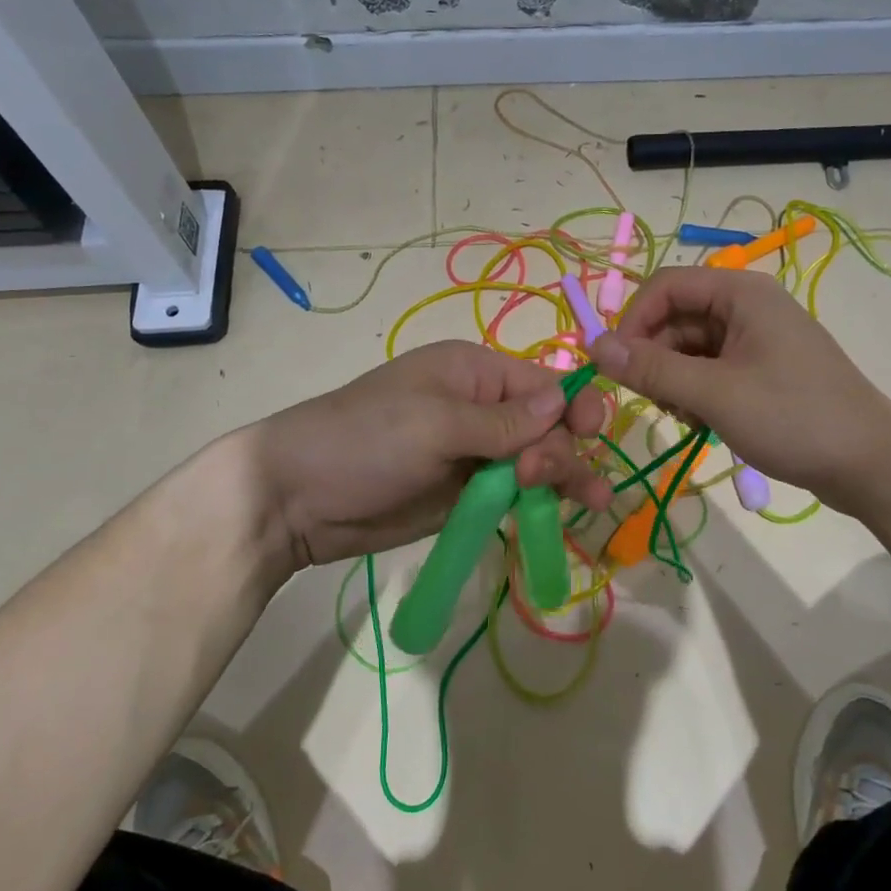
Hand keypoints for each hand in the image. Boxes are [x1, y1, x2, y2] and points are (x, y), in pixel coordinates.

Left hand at [247, 341, 611, 568]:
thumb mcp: (435, 424)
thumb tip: (565, 399)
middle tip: (540, 480)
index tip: (592, 433)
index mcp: (475, 373)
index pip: (545, 382)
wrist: (298, 499)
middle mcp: (483, 409)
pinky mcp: (467, 494)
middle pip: (548, 426)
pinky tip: (562, 517)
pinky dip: (540, 503)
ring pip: (538, 461)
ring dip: (565, 477)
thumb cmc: (365, 441)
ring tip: (592, 503)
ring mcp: (476, 454)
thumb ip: (503, 421)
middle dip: (560, 449)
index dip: (575, 405)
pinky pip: (515, 494)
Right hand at [589, 267, 890, 518]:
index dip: (633, 320)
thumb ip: (651, 369)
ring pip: (690, 347)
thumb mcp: (715, 394)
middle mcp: (747, 306)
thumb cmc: (794, 418)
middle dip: (655, 357)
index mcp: (741, 293)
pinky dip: (696, 392)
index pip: (665, 286)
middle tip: (653, 402)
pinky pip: (711, 369)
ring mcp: (757, 339)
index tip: (614, 365)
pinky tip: (703, 423)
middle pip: (676, 318)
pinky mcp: (762, 369)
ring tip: (686, 418)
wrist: (872, 464)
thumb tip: (594, 346)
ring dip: (674, 380)